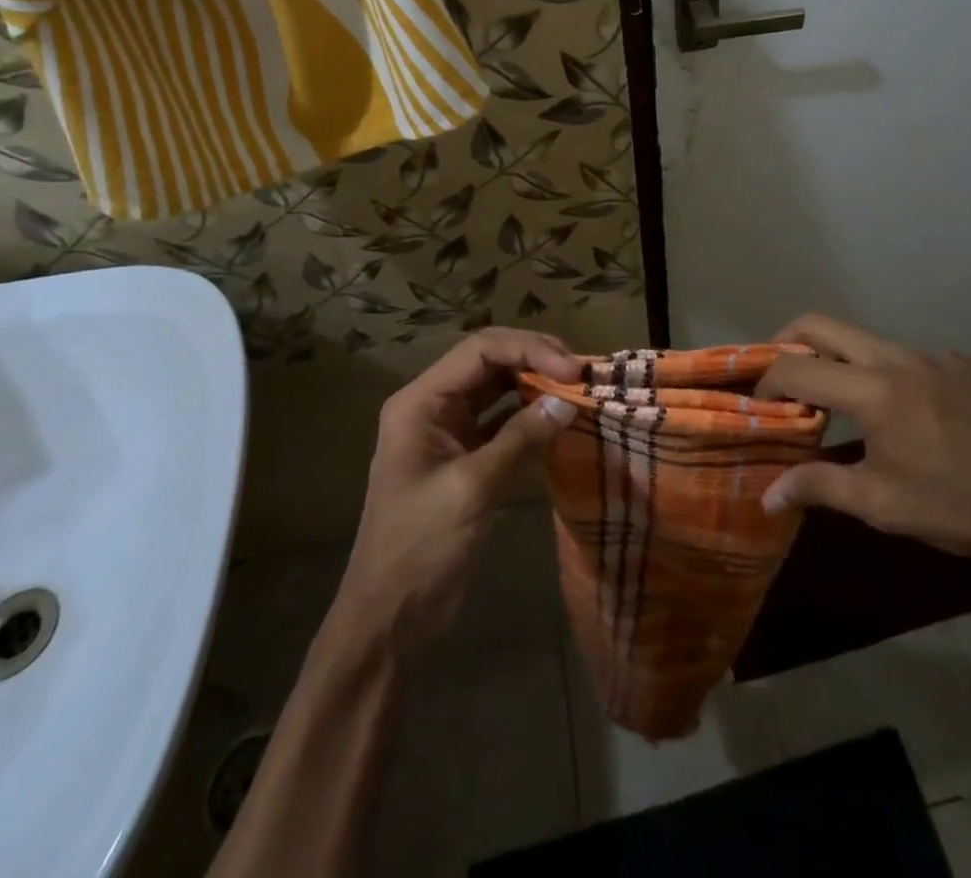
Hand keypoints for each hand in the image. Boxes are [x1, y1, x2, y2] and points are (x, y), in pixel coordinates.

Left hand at [332, 329, 579, 658]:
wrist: (389, 621)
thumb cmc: (420, 548)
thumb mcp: (472, 488)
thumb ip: (520, 439)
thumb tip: (567, 401)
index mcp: (420, 402)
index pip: (480, 350)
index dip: (529, 349)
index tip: (573, 369)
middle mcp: (433, 406)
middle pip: (489, 362)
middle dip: (535, 360)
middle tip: (581, 373)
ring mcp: (448, 432)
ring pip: (498, 389)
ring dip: (536, 385)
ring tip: (577, 389)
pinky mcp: (464, 458)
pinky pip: (502, 422)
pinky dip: (530, 417)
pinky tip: (559, 420)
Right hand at [757, 314, 970, 643]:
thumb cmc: (963, 507)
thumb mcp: (885, 505)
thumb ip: (820, 488)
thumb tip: (767, 495)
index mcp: (873, 391)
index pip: (796, 367)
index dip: (766, 381)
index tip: (757, 402)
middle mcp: (897, 358)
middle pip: (821, 325)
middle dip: (787, 342)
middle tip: (778, 377)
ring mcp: (933, 355)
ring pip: (865, 340)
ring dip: (838, 360)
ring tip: (838, 404)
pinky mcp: (963, 364)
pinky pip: (906, 357)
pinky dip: (883, 373)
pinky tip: (905, 417)